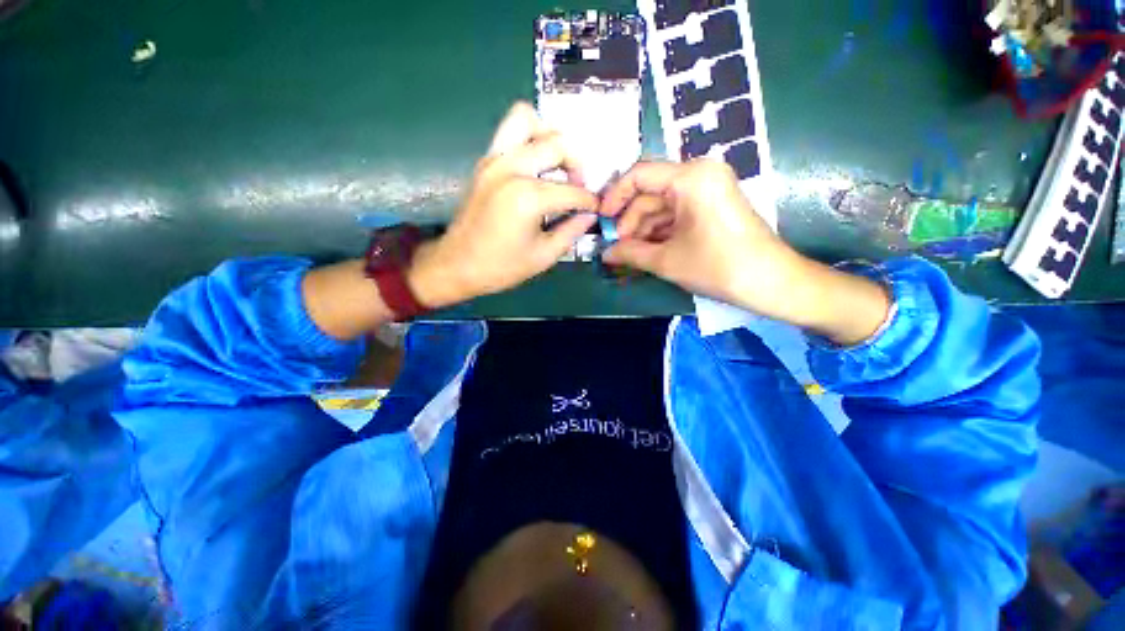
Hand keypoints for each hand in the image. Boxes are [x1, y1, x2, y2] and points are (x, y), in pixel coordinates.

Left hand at [407, 103, 598, 307]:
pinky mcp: (484, 161)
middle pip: (556, 143)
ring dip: (548, 136)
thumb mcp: (543, 256)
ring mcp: (494, 159)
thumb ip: (571, 231)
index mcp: (528, 197)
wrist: (456, 265)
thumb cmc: (501, 267)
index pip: (572, 190)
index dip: (589, 201)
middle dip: (577, 164)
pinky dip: (528, 139)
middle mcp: (511, 168)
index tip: (596, 209)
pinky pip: (509, 131)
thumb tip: (589, 215)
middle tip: (578, 187)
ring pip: (526, 119)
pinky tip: (536, 167)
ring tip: (556, 164)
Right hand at [601, 160, 890, 344]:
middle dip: (629, 221)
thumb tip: (605, 254)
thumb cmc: (718, 267)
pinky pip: (676, 213)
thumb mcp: (666, 261)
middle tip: (616, 247)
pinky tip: (647, 251)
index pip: (639, 174)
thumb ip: (630, 253)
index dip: (615, 196)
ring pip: (662, 205)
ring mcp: (708, 189)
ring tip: (629, 255)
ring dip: (643, 229)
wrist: (771, 282)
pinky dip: (659, 231)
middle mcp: (699, 174)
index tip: (602, 220)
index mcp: (690, 177)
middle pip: (650, 192)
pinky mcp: (712, 205)